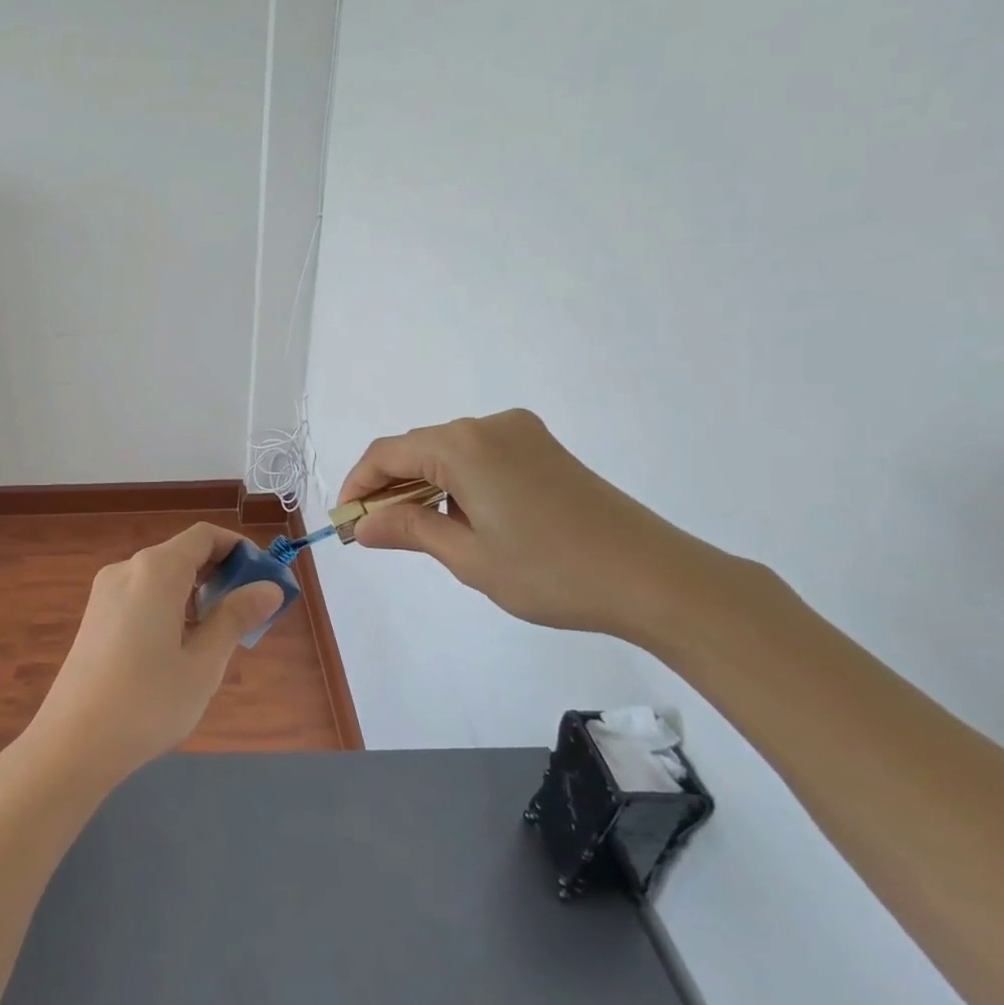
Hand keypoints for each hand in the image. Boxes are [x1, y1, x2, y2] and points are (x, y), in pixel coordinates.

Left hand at [23, 523, 282, 786]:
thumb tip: (268, 588)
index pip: (204, 536)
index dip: (239, 549)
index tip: (264, 580)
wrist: (71, 743)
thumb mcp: (203, 663)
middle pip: (183, 554)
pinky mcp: (95, 616)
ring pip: (162, 578)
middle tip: (250, 615)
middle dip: (221, 575)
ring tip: (219, 638)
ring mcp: (105, 593)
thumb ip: (236, 618)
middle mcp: (127, 570)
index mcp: (155, 571)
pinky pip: (142, 596)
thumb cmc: (147, 703)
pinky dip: (170, 607)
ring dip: (196, 594)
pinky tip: (180, 648)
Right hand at [340, 409, 728, 640]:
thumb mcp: (468, 557)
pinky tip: (465, 519)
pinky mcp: (545, 450)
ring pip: (448, 452)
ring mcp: (522, 434)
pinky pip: (480, 456)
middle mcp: (489, 425)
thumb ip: (408, 530)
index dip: (357, 485)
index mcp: (463, 445)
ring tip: (419, 532)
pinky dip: (457, 482)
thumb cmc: (551, 571)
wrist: (657, 579)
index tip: (346, 523)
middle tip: (376, 533)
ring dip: (423, 485)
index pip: (386, 454)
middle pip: (417, 448)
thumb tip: (362, 524)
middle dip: (389, 487)